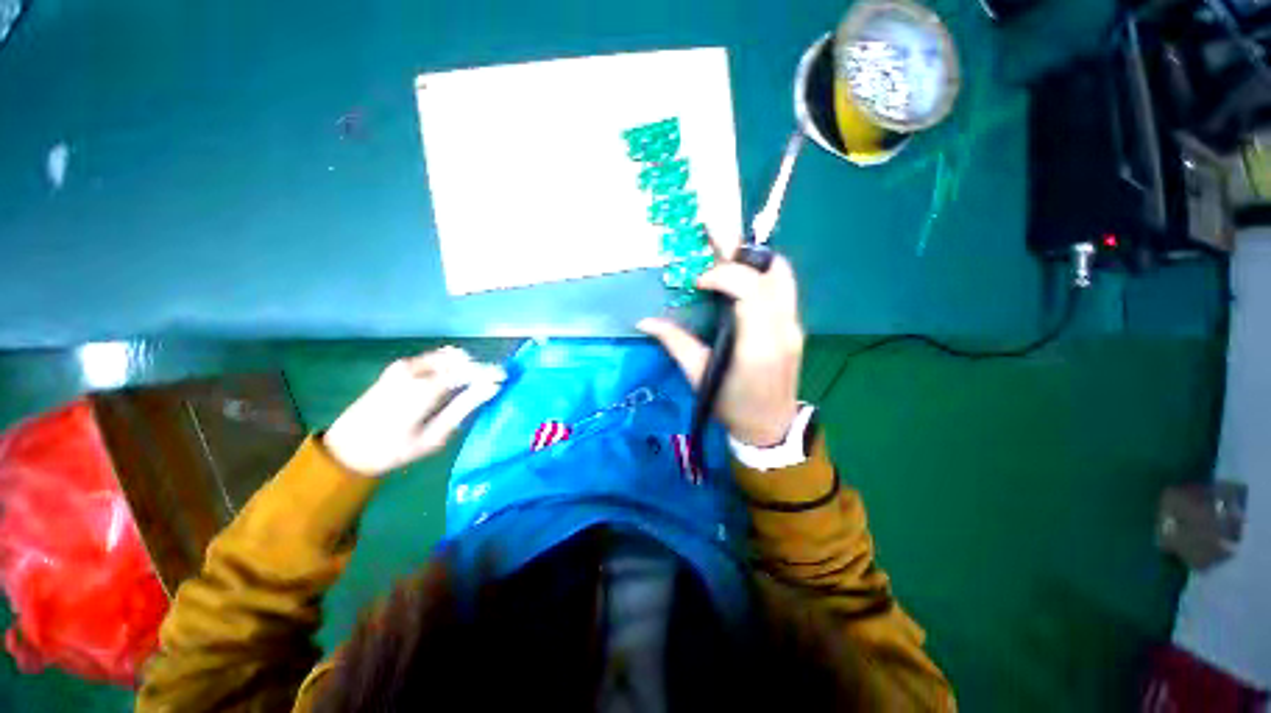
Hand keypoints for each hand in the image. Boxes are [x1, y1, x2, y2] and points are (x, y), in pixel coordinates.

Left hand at [322, 347, 504, 476]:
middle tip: (489, 386)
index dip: (489, 372)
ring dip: (464, 366)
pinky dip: (450, 366)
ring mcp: (405, 366)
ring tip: (471, 386)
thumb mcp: (435, 435)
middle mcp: (415, 369)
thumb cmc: (394, 449)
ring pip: (447, 356)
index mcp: (424, 388)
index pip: (467, 370)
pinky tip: (451, 383)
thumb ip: (465, 407)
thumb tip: (492, 388)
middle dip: (478, 369)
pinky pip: (435, 358)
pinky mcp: (399, 367)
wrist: (347, 449)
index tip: (505, 377)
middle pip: (459, 359)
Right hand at [639, 252, 803, 446]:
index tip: (698, 280)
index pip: (749, 289)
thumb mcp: (699, 376)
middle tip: (714, 236)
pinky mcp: (795, 326)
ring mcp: (794, 325)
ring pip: (782, 275)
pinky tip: (740, 278)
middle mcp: (782, 328)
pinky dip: (761, 273)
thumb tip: (646, 321)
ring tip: (727, 253)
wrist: (770, 426)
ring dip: (754, 259)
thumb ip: (675, 343)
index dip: (723, 274)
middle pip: (771, 272)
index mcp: (756, 344)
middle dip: (740, 251)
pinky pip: (782, 287)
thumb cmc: (731, 405)